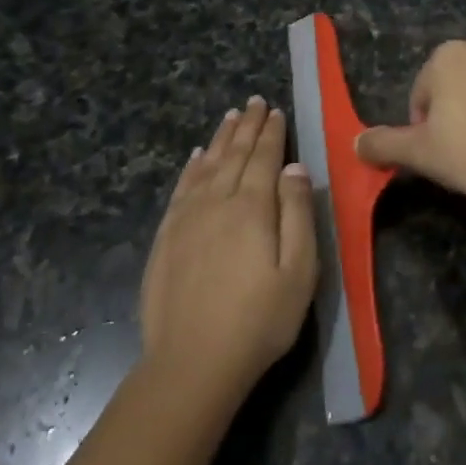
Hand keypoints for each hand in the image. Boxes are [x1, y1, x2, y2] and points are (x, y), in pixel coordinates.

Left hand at [141, 96, 317, 400]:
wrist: (193, 362)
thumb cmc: (259, 319)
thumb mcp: (299, 270)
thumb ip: (298, 214)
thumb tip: (294, 168)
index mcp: (252, 208)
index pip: (264, 158)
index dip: (271, 133)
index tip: (275, 110)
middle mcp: (217, 202)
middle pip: (234, 155)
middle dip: (247, 127)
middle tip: (254, 102)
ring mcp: (186, 219)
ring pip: (207, 166)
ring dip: (221, 139)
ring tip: (230, 117)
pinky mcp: (166, 238)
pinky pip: (181, 189)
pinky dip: (191, 167)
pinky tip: (197, 157)